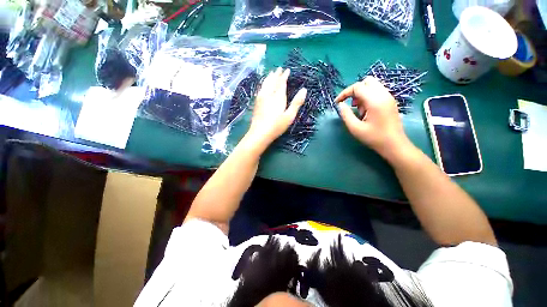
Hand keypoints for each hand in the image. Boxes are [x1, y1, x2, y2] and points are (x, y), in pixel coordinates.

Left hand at [246, 67, 306, 149]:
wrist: (260, 133)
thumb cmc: (277, 126)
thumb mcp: (290, 116)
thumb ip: (297, 103)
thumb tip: (304, 89)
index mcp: (278, 97)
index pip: (281, 83)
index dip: (284, 76)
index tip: (287, 70)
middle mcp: (269, 95)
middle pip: (272, 81)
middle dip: (276, 74)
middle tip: (279, 69)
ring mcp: (261, 98)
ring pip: (265, 84)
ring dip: (269, 77)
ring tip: (271, 73)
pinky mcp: (256, 103)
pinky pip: (260, 89)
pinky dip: (263, 84)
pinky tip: (263, 85)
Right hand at [335, 76, 412, 162]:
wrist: (394, 145)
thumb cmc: (374, 138)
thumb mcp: (355, 128)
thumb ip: (346, 114)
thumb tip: (340, 105)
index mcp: (375, 101)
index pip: (357, 87)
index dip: (344, 93)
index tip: (337, 103)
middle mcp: (383, 95)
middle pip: (366, 81)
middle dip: (354, 91)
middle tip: (351, 104)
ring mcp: (389, 97)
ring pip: (372, 85)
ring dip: (362, 94)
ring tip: (359, 110)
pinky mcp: (390, 101)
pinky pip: (377, 91)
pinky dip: (368, 96)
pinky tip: (366, 110)